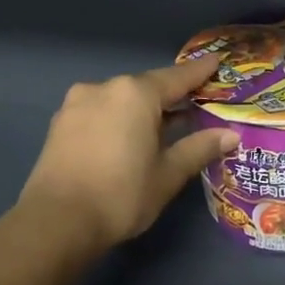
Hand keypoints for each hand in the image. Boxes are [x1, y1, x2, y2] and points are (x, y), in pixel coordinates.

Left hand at [15, 57, 236, 250]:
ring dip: (142, 109)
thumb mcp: (167, 174)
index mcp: (136, 94)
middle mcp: (106, 88)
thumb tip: (230, 134)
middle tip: (195, 104)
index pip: (178, 77)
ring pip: (121, 99)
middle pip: (147, 86)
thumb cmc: (120, 195)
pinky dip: (118, 118)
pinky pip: (100, 111)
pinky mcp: (60, 123)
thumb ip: (199, 148)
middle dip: (171, 95)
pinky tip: (128, 137)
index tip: (216, 61)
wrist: (54, 224)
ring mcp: (78, 103)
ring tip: (162, 125)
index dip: (200, 71)